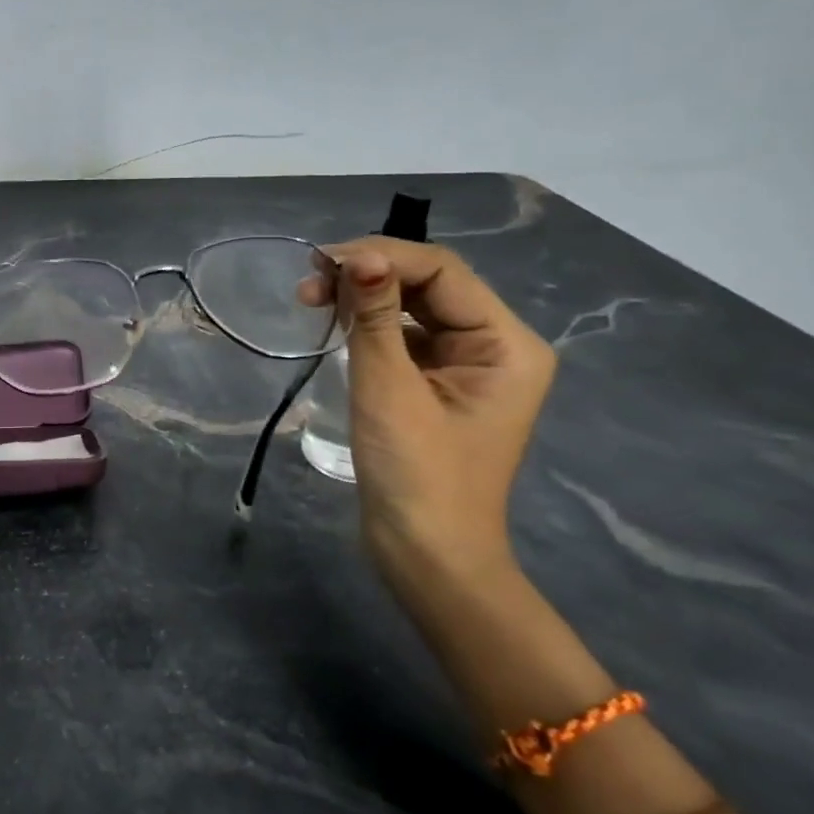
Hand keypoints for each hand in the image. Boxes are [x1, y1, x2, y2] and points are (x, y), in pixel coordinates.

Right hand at [300, 238, 554, 585]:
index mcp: (506, 344)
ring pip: (413, 309)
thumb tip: (357, 257)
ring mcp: (467, 367)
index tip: (320, 260)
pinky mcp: (438, 386)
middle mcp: (495, 346)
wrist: (427, 556)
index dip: (382, 256)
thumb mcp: (389, 390)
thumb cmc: (417, 474)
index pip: (442, 273)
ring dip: (363, 298)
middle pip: (429, 286)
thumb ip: (376, 318)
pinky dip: (368, 325)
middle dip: (369, 275)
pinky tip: (334, 324)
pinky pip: (405, 338)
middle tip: (308, 280)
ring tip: (310, 298)